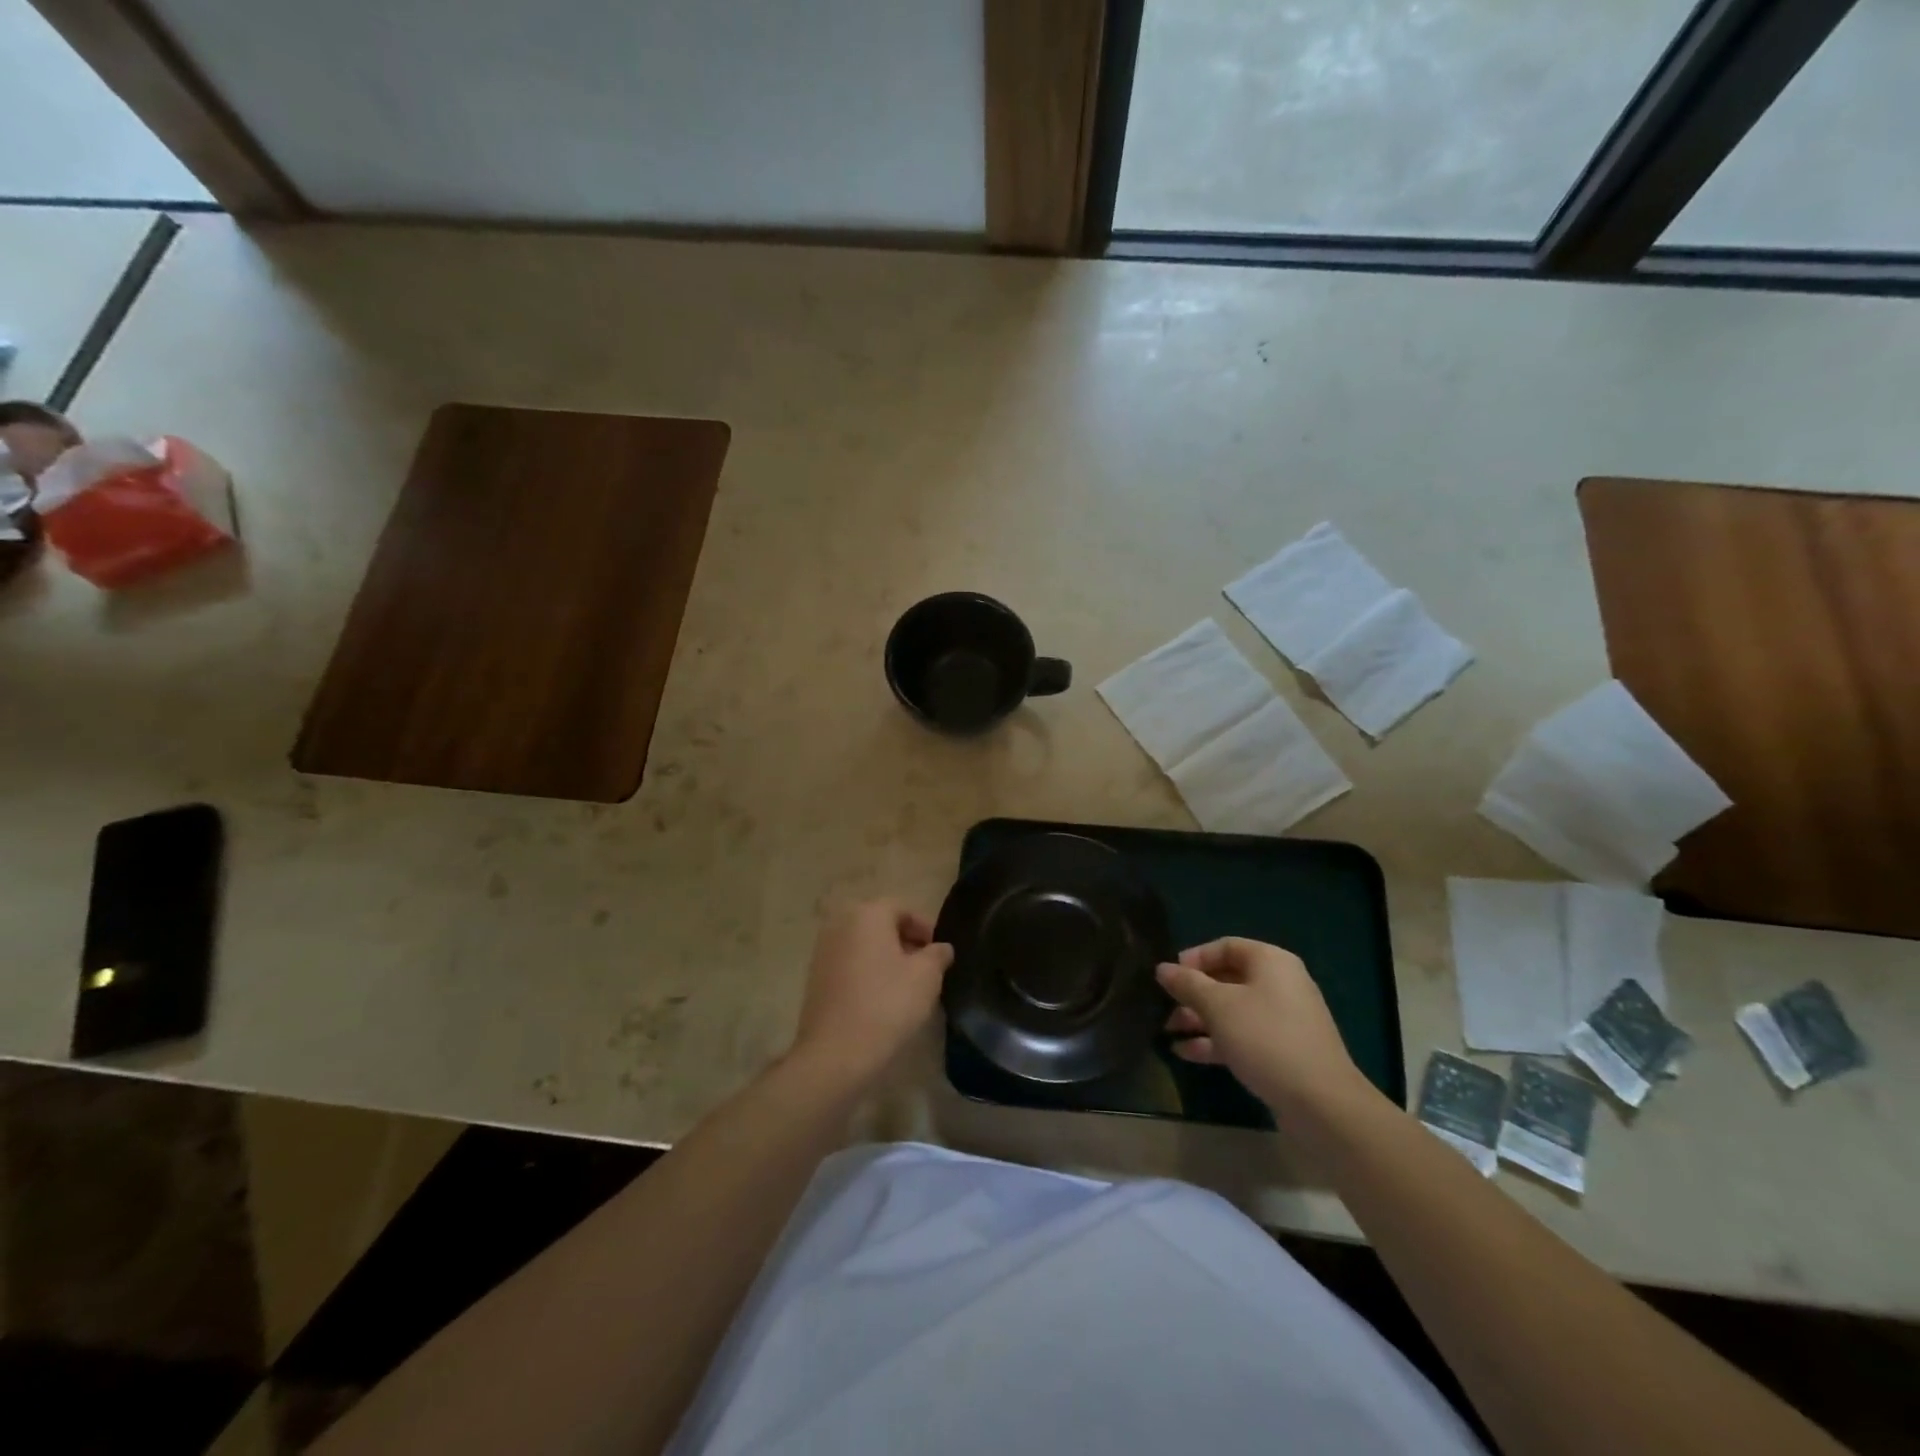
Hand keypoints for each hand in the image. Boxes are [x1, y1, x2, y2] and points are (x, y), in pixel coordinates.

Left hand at [791, 900, 953, 1086]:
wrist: (836, 1053)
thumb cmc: (887, 1004)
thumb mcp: (926, 977)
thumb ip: (938, 954)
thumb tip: (941, 948)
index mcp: (867, 914)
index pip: (903, 908)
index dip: (925, 928)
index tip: (939, 953)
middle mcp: (840, 923)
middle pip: (881, 924)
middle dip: (905, 941)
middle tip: (926, 967)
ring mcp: (823, 949)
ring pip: (864, 944)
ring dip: (885, 957)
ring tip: (906, 985)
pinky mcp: (815, 976)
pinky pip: (849, 963)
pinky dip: (866, 971)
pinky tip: (880, 998)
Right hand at [1159, 938, 1372, 1122]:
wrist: (1321, 1103)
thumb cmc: (1265, 1038)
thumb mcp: (1218, 1006)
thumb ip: (1187, 984)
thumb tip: (1162, 968)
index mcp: (1270, 962)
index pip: (1225, 946)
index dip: (1194, 958)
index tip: (1168, 976)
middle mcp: (1280, 984)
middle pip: (1228, 979)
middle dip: (1193, 994)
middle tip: (1164, 1007)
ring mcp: (1284, 1020)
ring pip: (1233, 1010)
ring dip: (1199, 1019)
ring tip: (1167, 1031)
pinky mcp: (1283, 1051)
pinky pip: (1243, 1036)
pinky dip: (1216, 1041)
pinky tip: (1186, 1053)